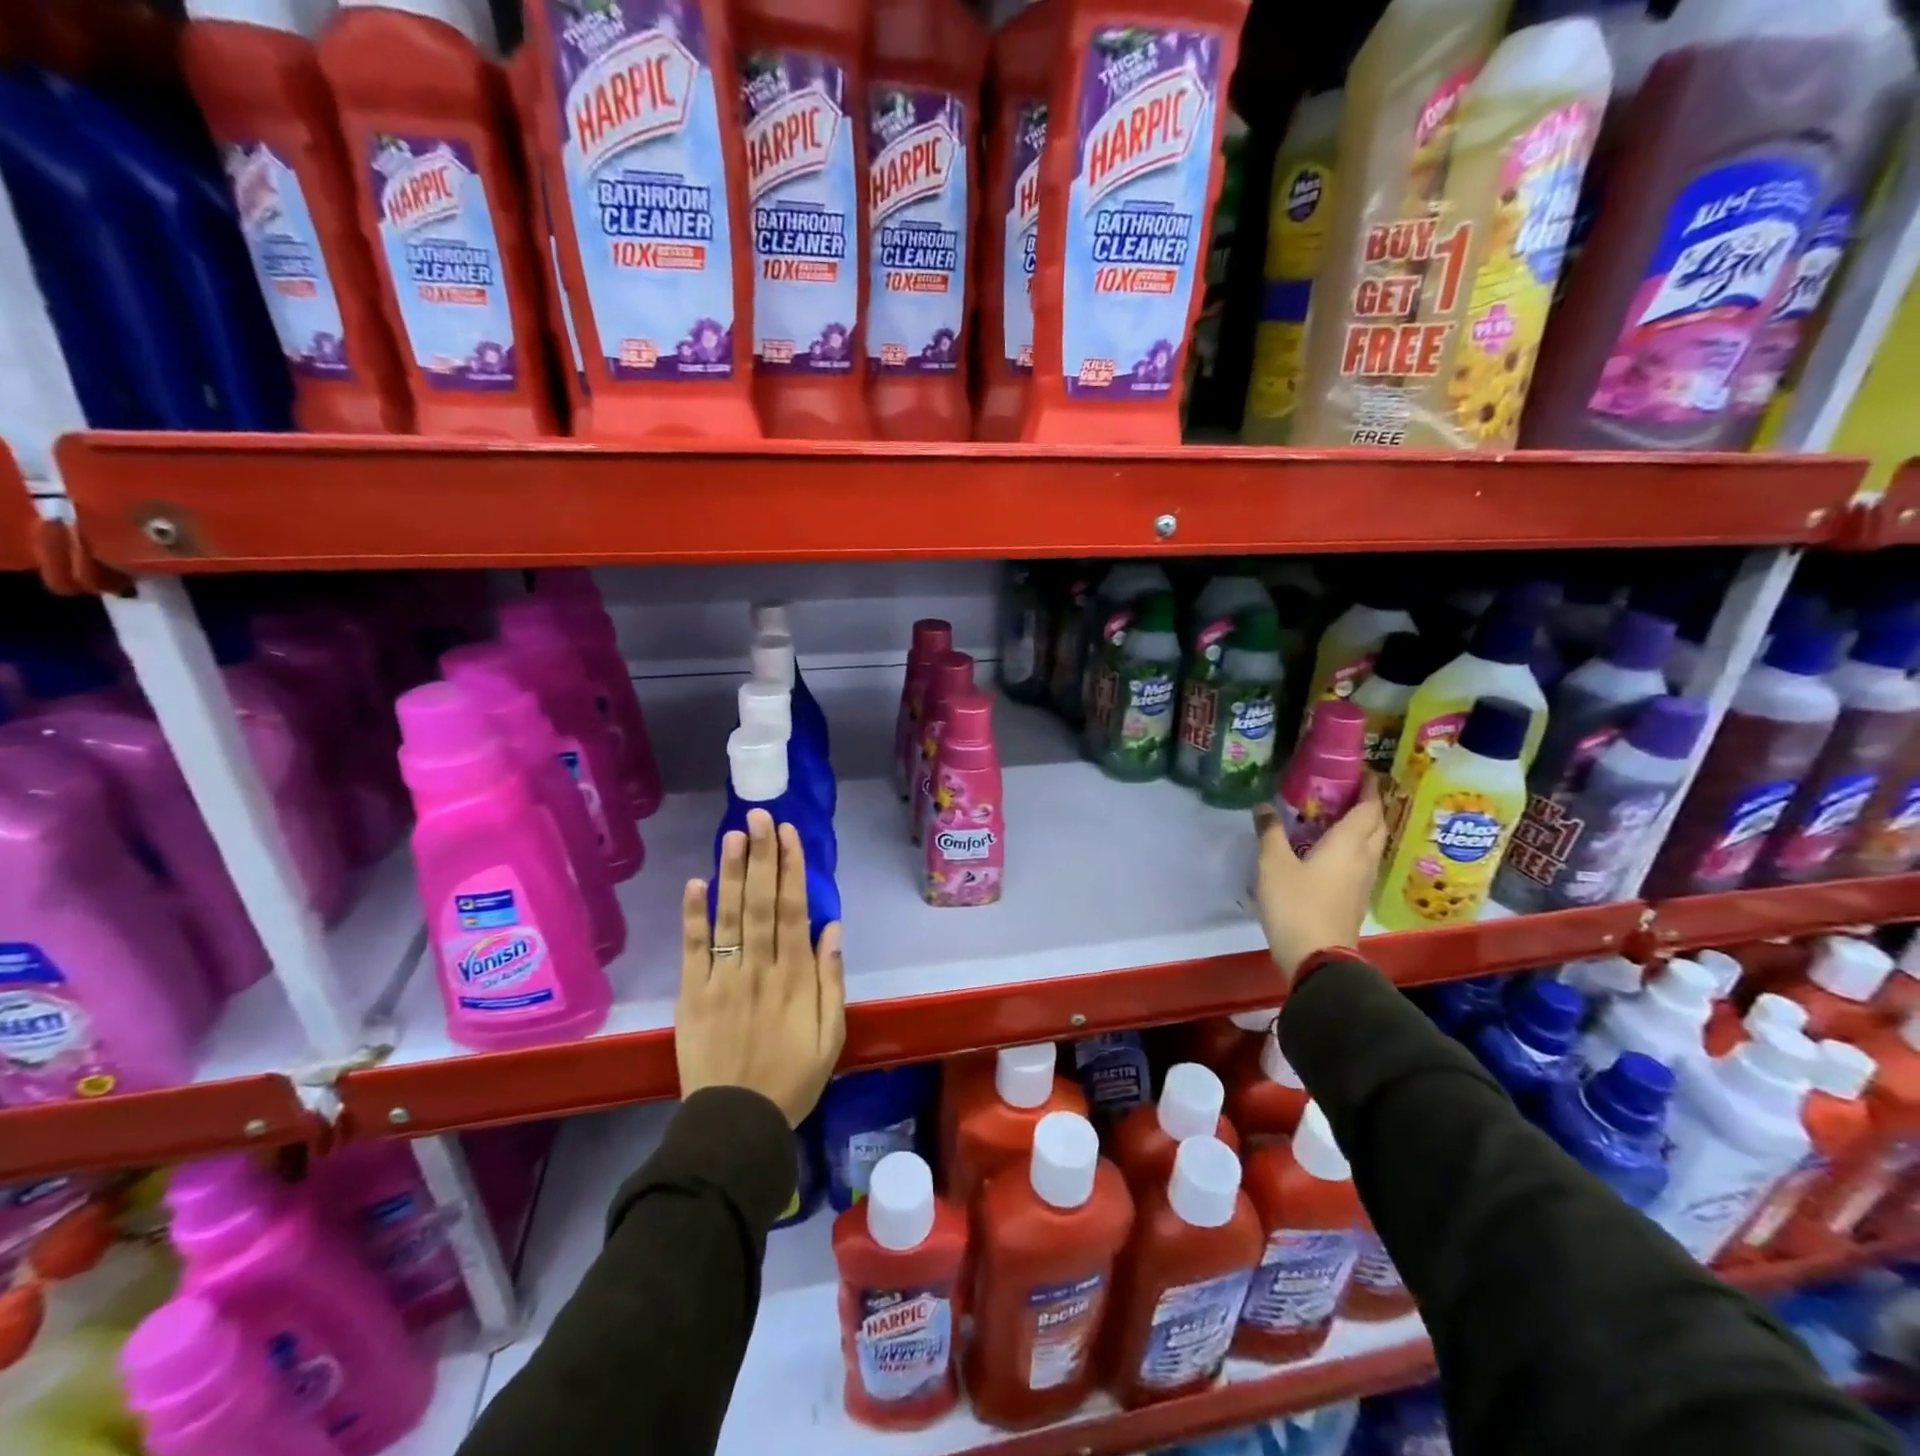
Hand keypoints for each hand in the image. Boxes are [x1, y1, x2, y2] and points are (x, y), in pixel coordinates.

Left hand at [676, 809, 846, 1125]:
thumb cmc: (792, 1079)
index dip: (790, 869)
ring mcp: (723, 979)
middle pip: (760, 903)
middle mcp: (759, 968)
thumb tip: (832, 928)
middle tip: (759, 816)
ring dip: (731, 873)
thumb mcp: (830, 1036)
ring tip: (733, 835)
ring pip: (729, 917)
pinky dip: (694, 916)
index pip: (793, 910)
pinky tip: (696, 883)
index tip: (788, 834)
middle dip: (761, 857)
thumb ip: (831, 980)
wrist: (736, 1124)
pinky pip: (694, 950)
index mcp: (794, 977)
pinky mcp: (693, 995)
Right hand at [1252, 774, 1388, 978]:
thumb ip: (1270, 832)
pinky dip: (1354, 848)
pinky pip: (1362, 862)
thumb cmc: (1296, 904)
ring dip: (1363, 828)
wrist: (1317, 957)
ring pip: (1372, 845)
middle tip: (1348, 792)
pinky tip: (1332, 851)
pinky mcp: (1355, 899)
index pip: (1368, 808)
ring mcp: (1363, 882)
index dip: (1368, 788)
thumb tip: (1264, 806)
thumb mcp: (1273, 864)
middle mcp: (1363, 858)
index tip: (1363, 771)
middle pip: (1376, 826)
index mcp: (1348, 844)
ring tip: (1339, 817)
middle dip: (1369, 806)